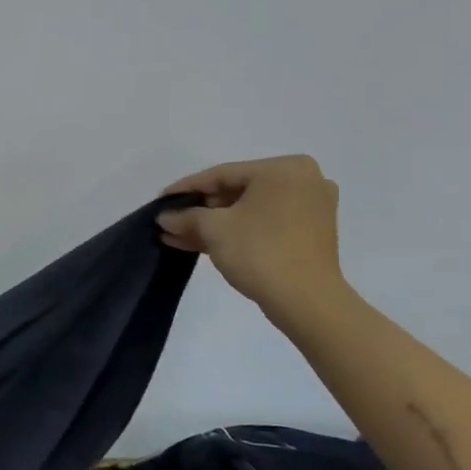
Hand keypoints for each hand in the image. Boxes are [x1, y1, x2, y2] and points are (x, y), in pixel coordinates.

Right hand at [157, 155, 345, 314]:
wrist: (305, 300)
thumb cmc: (259, 251)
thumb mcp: (213, 229)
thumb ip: (186, 216)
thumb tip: (165, 216)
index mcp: (284, 169)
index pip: (222, 174)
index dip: (186, 188)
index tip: (161, 199)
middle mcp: (302, 180)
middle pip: (236, 191)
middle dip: (199, 210)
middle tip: (169, 220)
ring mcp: (309, 207)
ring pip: (248, 210)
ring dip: (212, 224)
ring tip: (176, 236)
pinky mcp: (308, 232)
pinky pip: (263, 223)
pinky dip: (235, 231)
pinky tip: (200, 242)